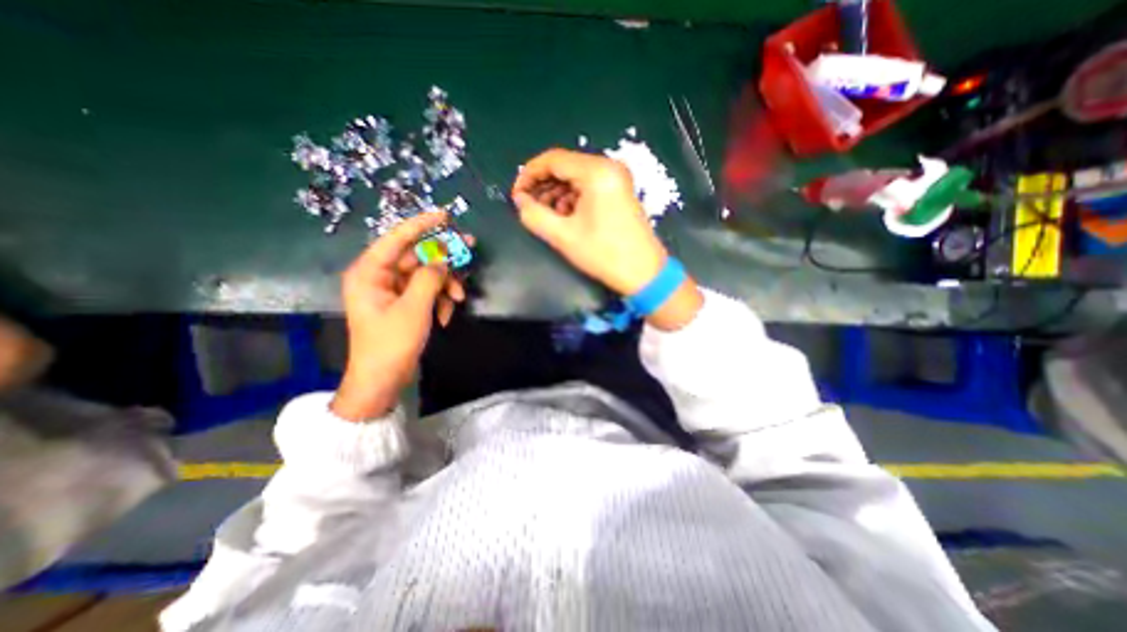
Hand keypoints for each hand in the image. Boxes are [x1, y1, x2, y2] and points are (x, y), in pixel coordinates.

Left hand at [329, 213, 468, 424]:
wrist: (383, 379)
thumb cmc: (391, 343)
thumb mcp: (414, 308)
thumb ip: (430, 278)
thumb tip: (444, 259)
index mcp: (370, 272)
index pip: (397, 238)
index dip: (421, 224)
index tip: (445, 215)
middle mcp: (379, 276)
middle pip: (417, 256)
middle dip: (443, 260)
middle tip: (470, 248)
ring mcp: (392, 291)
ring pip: (426, 275)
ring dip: (445, 285)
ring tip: (459, 298)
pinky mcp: (404, 304)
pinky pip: (426, 292)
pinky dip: (439, 300)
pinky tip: (446, 316)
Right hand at [514, 148, 700, 329]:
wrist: (644, 273)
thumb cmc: (604, 254)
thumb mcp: (563, 236)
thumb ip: (534, 215)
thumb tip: (520, 201)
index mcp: (596, 172)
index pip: (553, 160)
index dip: (529, 175)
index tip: (516, 195)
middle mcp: (608, 167)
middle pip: (565, 166)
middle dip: (543, 185)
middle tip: (528, 206)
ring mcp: (617, 178)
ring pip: (576, 177)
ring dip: (556, 192)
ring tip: (546, 215)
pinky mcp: (620, 191)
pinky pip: (588, 186)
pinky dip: (572, 198)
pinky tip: (565, 216)